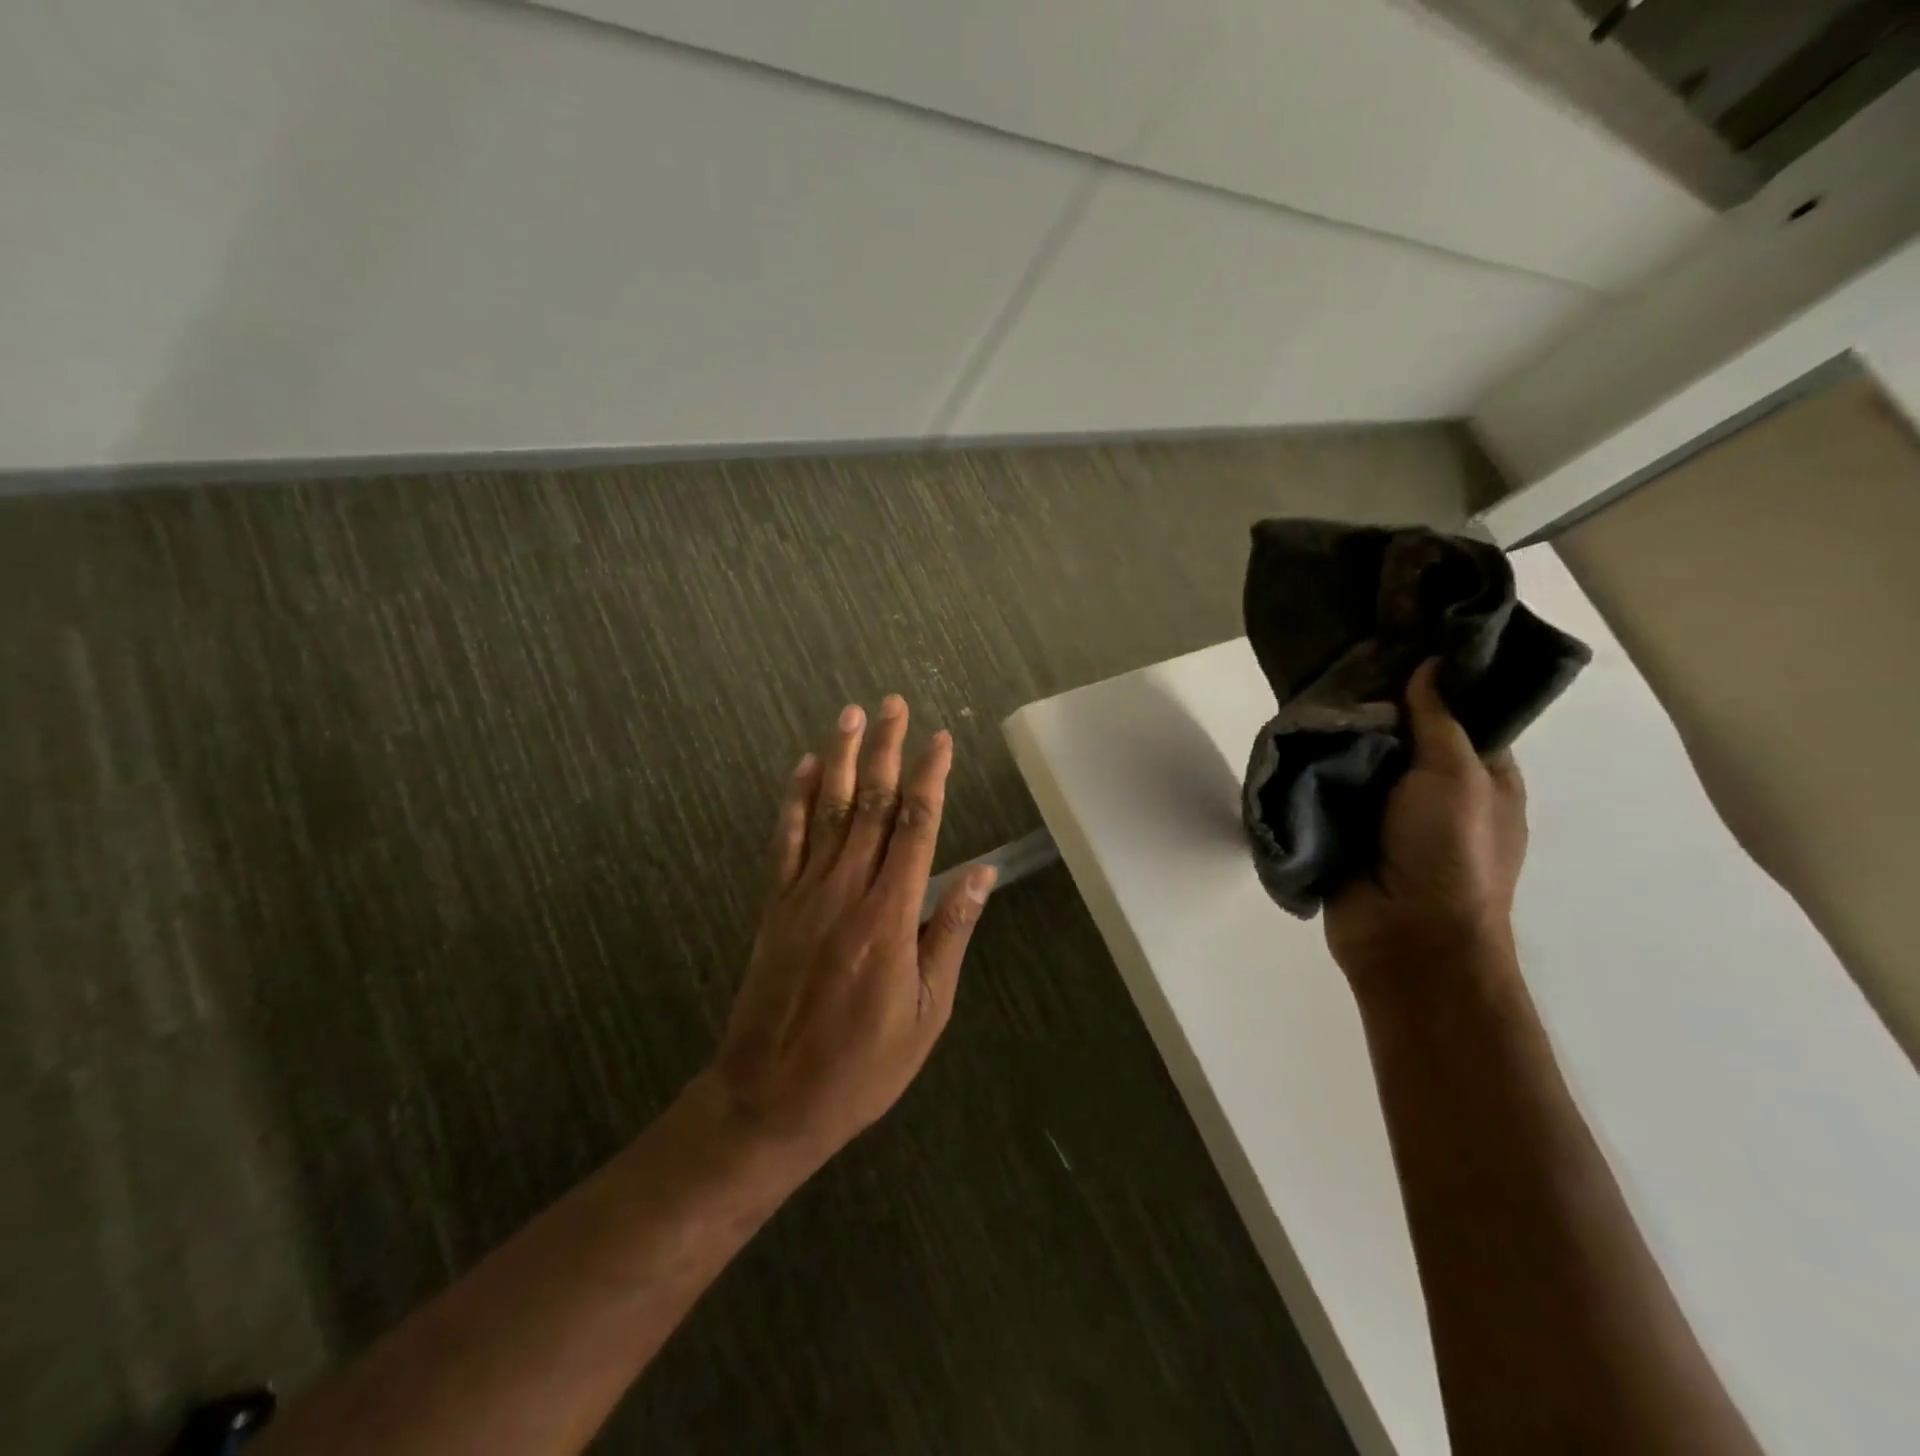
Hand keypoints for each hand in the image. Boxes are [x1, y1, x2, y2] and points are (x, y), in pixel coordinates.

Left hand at [704, 696, 993, 1167]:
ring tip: (850, 715)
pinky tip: (803, 767)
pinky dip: (794, 800)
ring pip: (828, 810)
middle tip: (893, 705)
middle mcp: (847, 890)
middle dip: (886, 750)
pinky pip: (785, 841)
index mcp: (891, 915)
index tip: (942, 739)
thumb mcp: (928, 1011)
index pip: (918, 827)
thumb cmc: (863, 1064)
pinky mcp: (774, 905)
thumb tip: (981, 873)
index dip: (932, 778)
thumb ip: (949, 933)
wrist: (771, 1098)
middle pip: (872, 804)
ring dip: (842, 759)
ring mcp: (804, 893)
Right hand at [1325, 660, 1526, 983]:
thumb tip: (1430, 663)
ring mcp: (1381, 809)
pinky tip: (1287, 729)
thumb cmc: (1452, 853)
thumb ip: (1439, 720)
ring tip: (1304, 683)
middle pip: (1398, 730)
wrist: (1407, 938)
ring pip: (1355, 755)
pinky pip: (1322, 785)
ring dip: (1334, 731)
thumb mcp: (1460, 777)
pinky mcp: (1338, 826)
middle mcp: (1428, 786)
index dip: (1430, 678)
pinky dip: (1308, 763)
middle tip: (1337, 655)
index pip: (1455, 712)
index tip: (1396, 638)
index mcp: (1477, 773)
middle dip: (1371, 701)